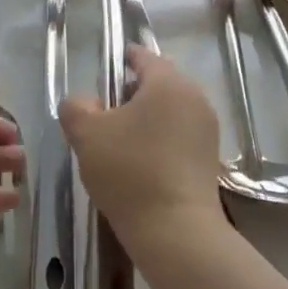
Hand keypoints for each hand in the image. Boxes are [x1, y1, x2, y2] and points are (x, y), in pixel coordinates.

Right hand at [60, 48, 224, 254]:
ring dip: (147, 118)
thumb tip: (84, 102)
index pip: (143, 56)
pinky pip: (181, 135)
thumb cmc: (130, 171)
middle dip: (132, 92)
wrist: (176, 232)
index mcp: (167, 81)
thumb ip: (76, 107)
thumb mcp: (87, 135)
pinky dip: (162, 139)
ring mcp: (207, 128)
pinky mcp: (210, 158)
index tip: (104, 72)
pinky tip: (142, 163)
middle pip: (159, 83)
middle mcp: (194, 97)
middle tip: (105, 113)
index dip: (122, 60)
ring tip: (121, 142)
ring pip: (171, 110)